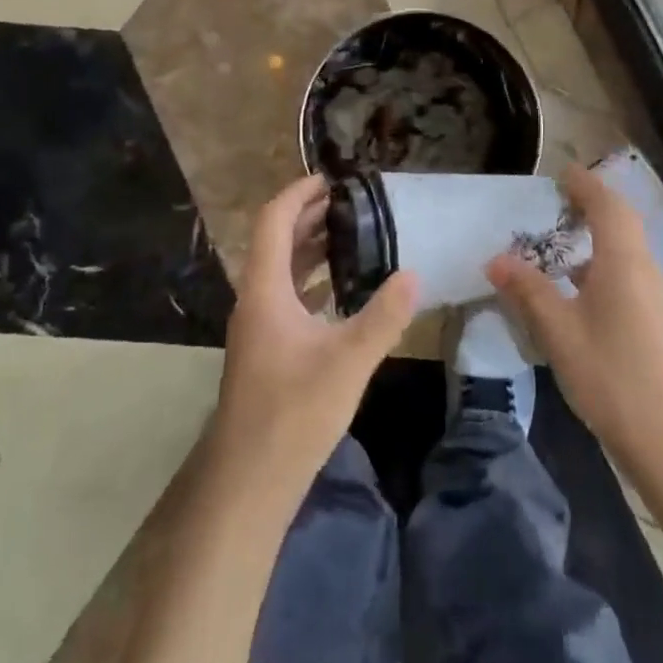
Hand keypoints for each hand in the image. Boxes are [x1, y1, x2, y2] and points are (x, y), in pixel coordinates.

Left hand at [211, 176, 418, 504]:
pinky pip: (287, 296)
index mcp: (265, 291)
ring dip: (310, 247)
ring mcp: (258, 327)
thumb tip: (413, 274)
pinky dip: (311, 279)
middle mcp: (255, 301)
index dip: (298, 194)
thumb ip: (383, 316)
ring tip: (352, 235)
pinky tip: (342, 289)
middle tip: (352, 203)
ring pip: (281, 270)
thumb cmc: (293, 415)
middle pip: (276, 241)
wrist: (249, 484)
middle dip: (309, 216)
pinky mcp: (267, 350)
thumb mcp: (347, 362)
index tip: (332, 179)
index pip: (274, 221)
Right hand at [487, 164, 662, 472]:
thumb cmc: (609, 376)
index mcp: (624, 262)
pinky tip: (579, 290)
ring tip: (561, 244)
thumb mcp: (558, 331)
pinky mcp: (656, 320)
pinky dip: (603, 263)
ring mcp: (656, 296)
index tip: (562, 172)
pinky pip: (629, 273)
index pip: (607, 206)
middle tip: (560, 200)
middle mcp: (646, 270)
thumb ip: (527, 290)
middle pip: (622, 222)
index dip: (585, 184)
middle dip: (593, 204)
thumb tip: (495, 259)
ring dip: (598, 236)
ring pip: (626, 249)